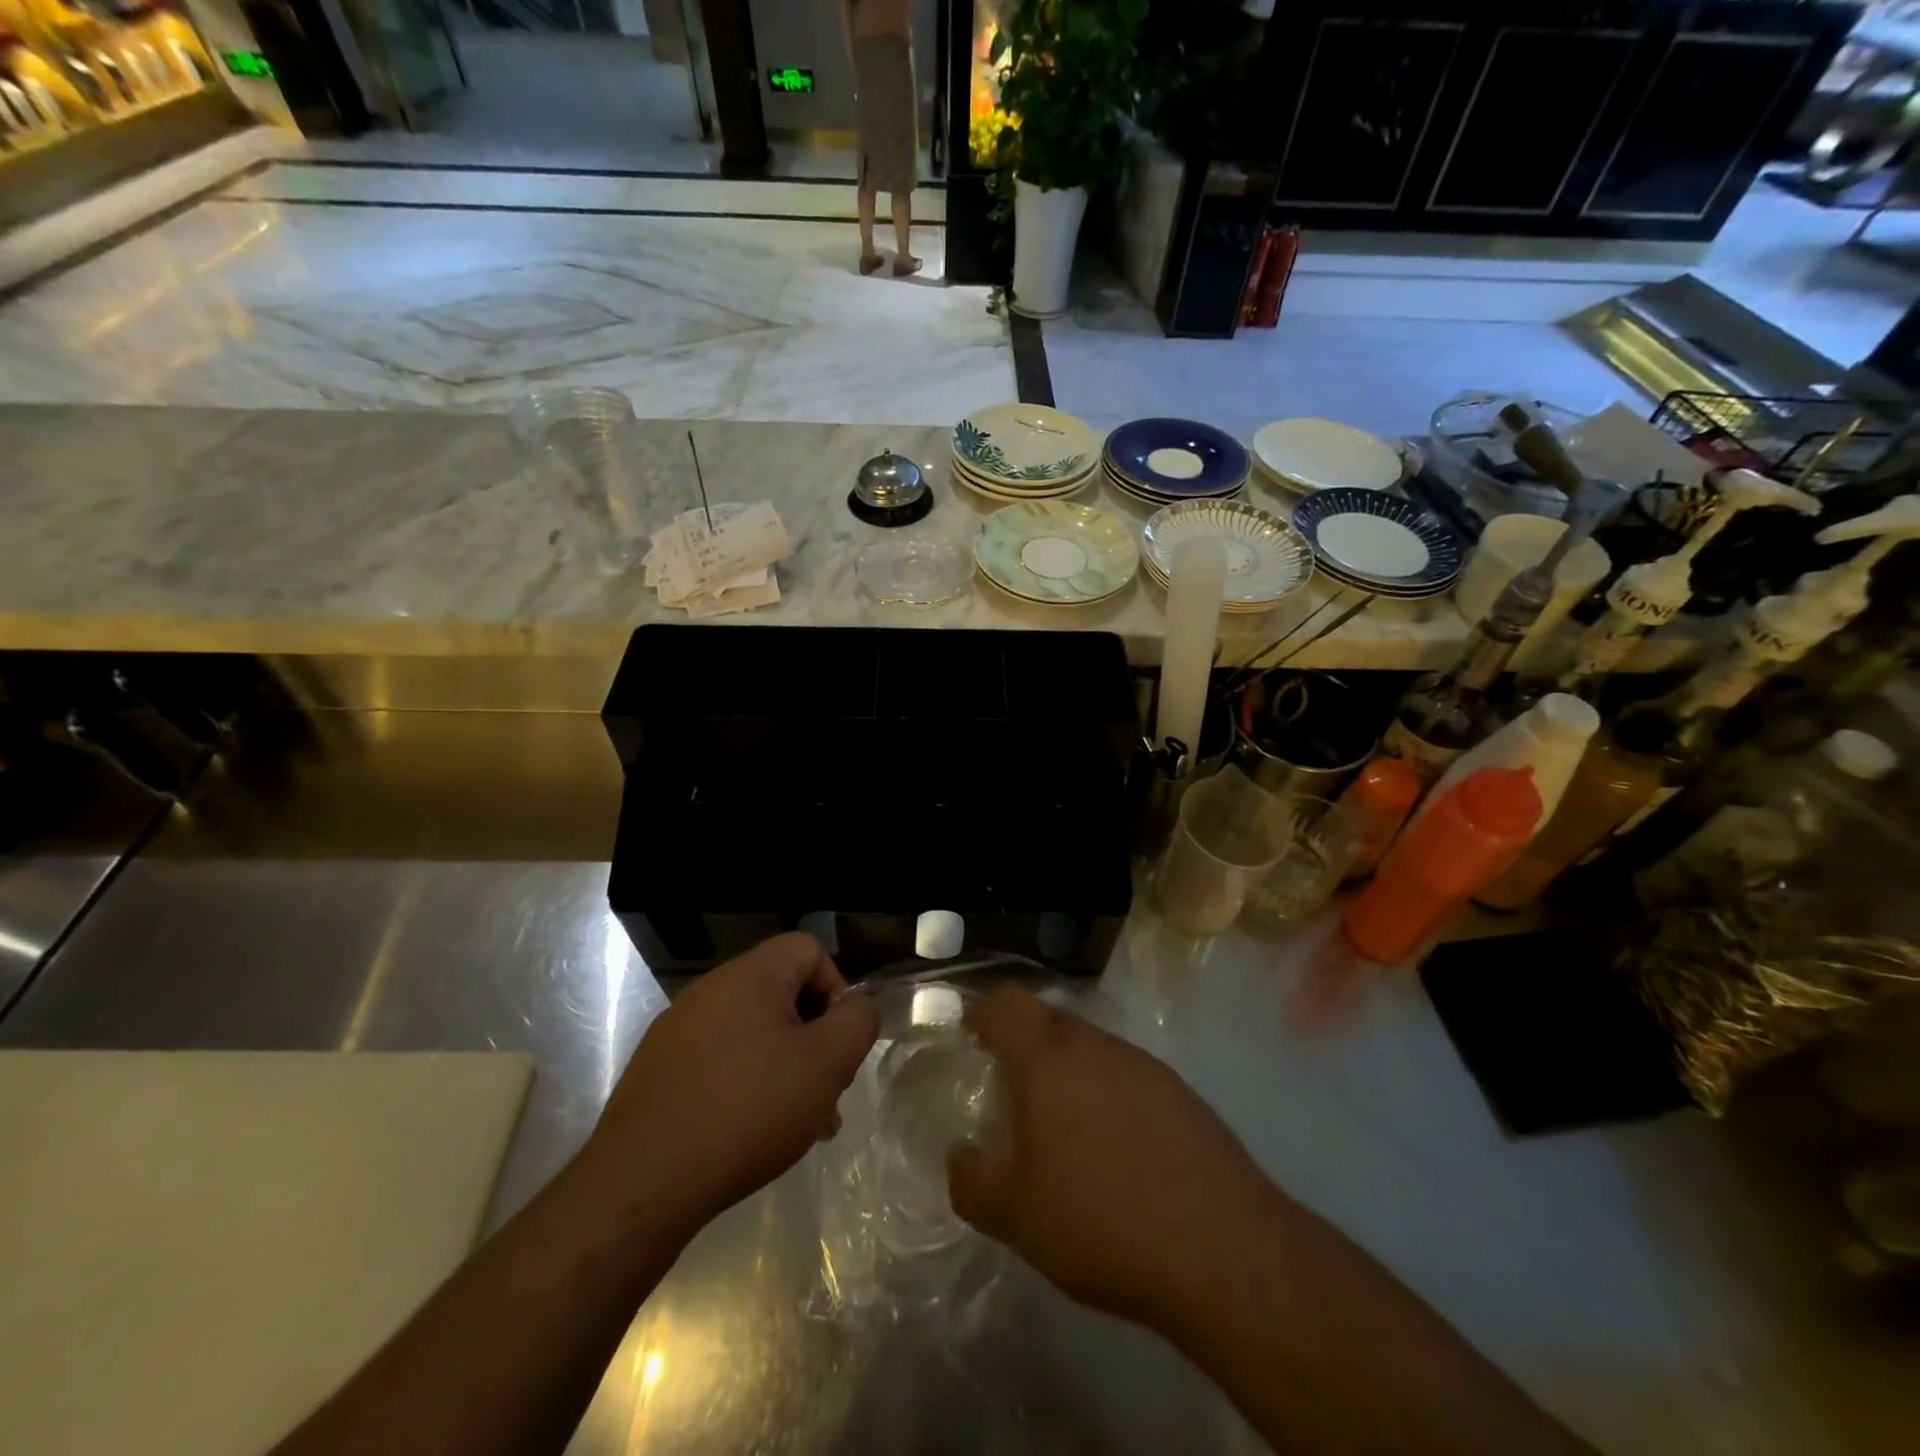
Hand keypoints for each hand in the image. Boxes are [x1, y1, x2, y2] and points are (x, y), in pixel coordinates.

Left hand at [585, 933, 878, 1240]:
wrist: (642, 1183)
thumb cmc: (747, 1110)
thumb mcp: (826, 1063)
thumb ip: (857, 1021)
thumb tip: (857, 1006)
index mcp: (751, 975)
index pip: (810, 950)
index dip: (837, 989)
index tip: (837, 1043)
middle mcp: (711, 989)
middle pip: (783, 993)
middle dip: (813, 1038)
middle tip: (824, 1091)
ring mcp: (678, 1030)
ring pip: (753, 1033)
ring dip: (783, 1067)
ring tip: (795, 1124)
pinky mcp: (658, 1070)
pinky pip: (719, 1061)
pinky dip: (744, 1086)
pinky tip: (748, 1135)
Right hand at [947, 986, 1279, 1332]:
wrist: (1222, 1250)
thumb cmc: (1101, 1221)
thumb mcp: (1015, 1217)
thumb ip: (971, 1181)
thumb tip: (960, 1155)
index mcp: (1048, 1059)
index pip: (1007, 1003)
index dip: (983, 1013)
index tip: (971, 1039)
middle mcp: (1096, 1046)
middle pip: (1049, 1020)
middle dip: (1024, 1046)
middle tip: (1011, 1093)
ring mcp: (1144, 1064)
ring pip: (1091, 1047)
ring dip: (1069, 1072)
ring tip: (1063, 1129)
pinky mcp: (1179, 1091)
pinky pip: (1126, 1075)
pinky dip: (1108, 1094)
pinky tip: (1115, 1149)